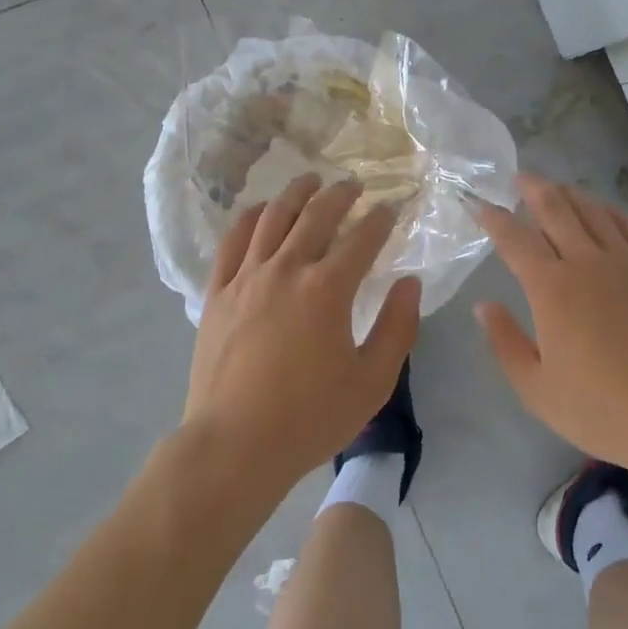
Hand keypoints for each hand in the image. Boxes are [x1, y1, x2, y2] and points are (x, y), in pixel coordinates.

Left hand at [185, 175, 419, 494]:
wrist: (234, 447)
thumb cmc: (309, 418)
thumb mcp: (372, 382)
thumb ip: (398, 327)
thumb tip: (409, 282)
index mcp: (328, 289)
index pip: (362, 238)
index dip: (381, 219)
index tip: (391, 209)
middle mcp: (287, 269)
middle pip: (317, 214)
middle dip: (341, 195)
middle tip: (354, 186)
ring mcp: (247, 277)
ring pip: (273, 217)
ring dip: (296, 193)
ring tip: (310, 181)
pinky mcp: (218, 292)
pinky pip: (233, 240)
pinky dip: (250, 217)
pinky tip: (261, 210)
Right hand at [475, 174, 627, 482]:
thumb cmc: (600, 408)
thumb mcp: (536, 388)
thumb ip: (505, 341)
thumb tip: (482, 305)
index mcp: (550, 288)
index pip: (514, 239)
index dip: (493, 218)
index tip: (479, 204)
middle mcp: (586, 262)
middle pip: (555, 210)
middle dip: (533, 189)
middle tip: (520, 177)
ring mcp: (626, 262)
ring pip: (593, 212)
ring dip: (570, 194)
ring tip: (557, 187)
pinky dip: (611, 212)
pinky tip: (604, 209)